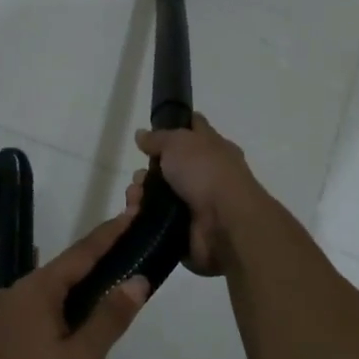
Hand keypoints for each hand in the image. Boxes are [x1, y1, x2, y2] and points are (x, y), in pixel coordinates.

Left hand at [0, 214, 149, 358]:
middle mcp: (14, 293)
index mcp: (37, 289)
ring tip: (101, 334)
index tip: (134, 212)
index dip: (111, 233)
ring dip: (76, 312)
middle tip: (128, 279)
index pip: (83, 251)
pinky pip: (33, 324)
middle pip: (65, 276)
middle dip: (96, 278)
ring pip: (49, 305)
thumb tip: (137, 279)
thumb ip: (109, 318)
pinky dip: (56, 330)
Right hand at [126, 113, 264, 276]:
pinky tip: (135, 215)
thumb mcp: (179, 142)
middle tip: (140, 178)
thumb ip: (158, 138)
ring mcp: (196, 205)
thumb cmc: (206, 172)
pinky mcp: (185, 231)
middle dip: (146, 172)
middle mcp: (206, 175)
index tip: (150, 132)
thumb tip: (142, 135)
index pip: (193, 130)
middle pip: (168, 168)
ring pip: (158, 196)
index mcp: (213, 149)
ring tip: (134, 200)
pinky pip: (156, 221)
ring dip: (140, 195)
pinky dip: (143, 218)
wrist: (224, 223)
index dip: (173, 126)